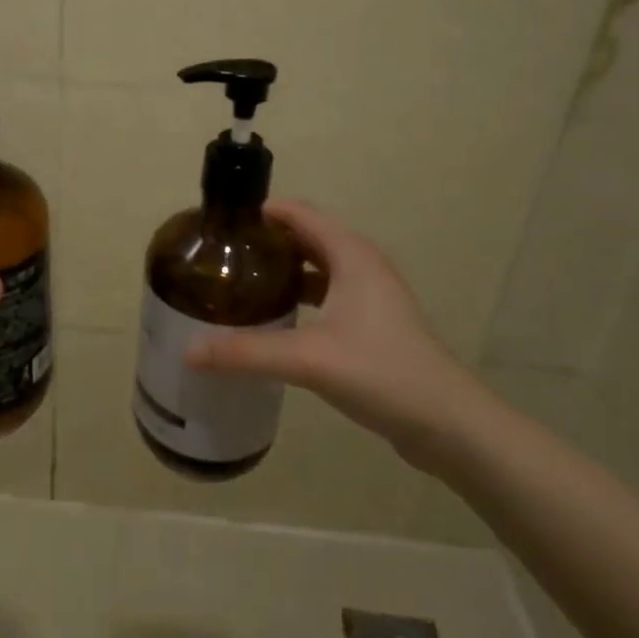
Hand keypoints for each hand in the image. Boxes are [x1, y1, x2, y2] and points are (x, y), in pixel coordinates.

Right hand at [186, 199, 489, 470]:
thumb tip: (189, 350)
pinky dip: (299, 296)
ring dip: (283, 269)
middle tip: (222, 256)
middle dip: (266, 241)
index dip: (261, 212)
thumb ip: (247, 352)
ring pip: (317, 268)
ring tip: (241, 283)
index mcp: (351, 255)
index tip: (221, 224)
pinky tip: (275, 320)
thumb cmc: (382, 372)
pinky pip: (326, 294)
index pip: (299, 213)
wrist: (449, 424)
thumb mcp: (309, 359)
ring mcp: (370, 296)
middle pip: (306, 237)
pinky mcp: (372, 324)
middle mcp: (361, 265)